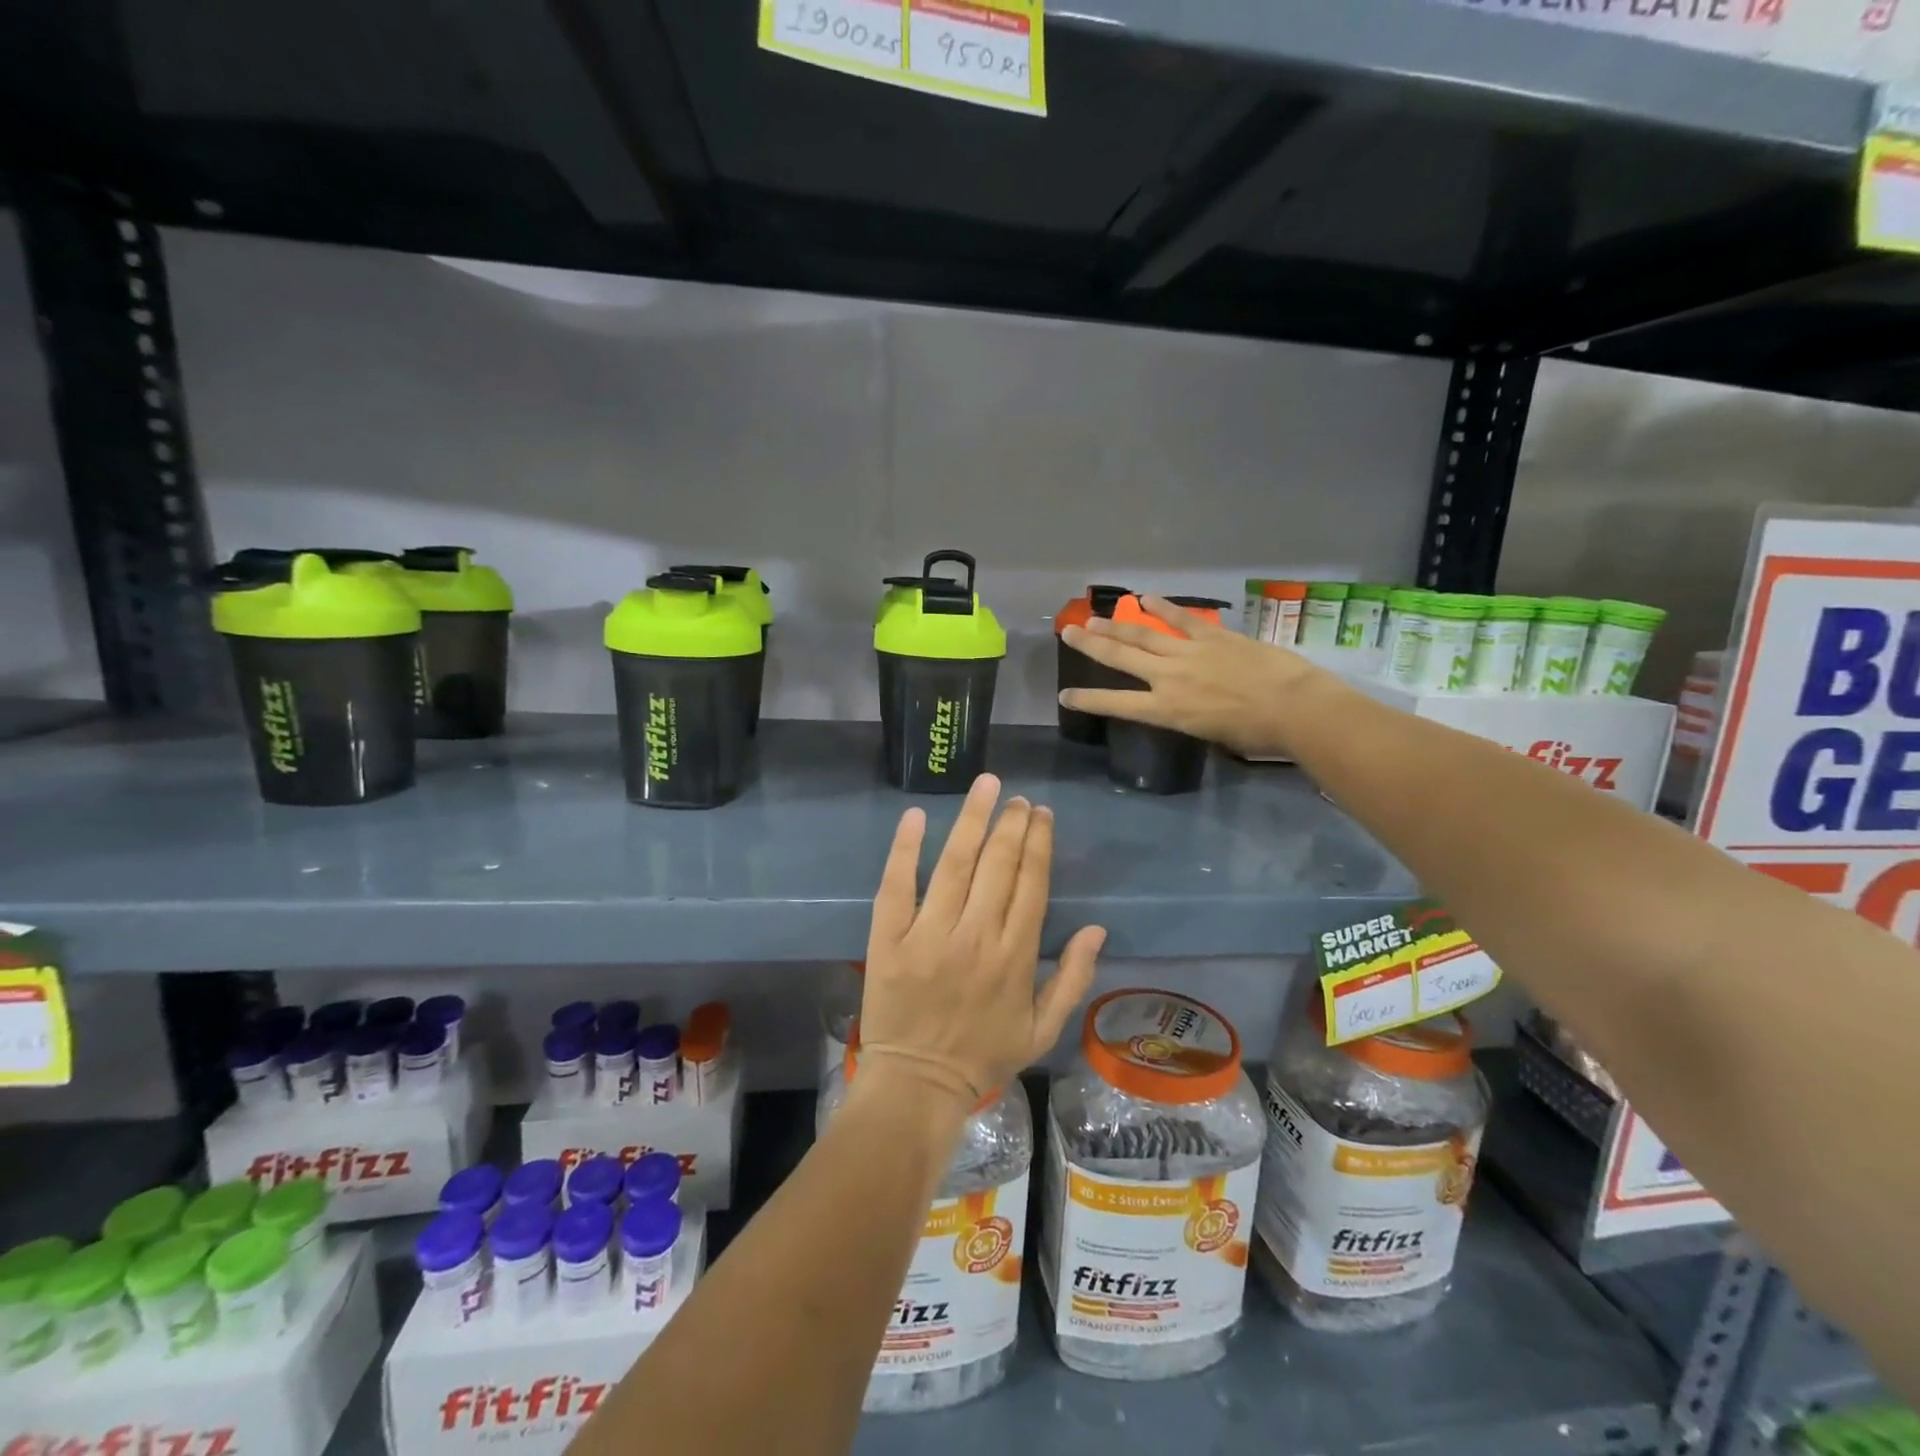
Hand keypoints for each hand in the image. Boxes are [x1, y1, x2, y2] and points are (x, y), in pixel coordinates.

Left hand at [857, 774, 1106, 1113]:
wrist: (918, 1085)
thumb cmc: (984, 1056)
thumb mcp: (1043, 1029)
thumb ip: (1074, 978)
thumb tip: (1098, 928)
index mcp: (1015, 955)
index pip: (1031, 883)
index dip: (1039, 843)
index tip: (1041, 814)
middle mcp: (976, 936)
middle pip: (998, 865)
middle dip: (1011, 824)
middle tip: (1016, 798)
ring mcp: (929, 935)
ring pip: (954, 864)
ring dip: (972, 820)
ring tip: (985, 786)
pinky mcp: (889, 939)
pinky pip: (896, 885)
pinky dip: (904, 849)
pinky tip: (916, 815)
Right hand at [1059, 594, 1330, 757]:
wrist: (1292, 707)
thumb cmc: (1254, 733)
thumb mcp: (1209, 734)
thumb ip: (1188, 716)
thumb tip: (1186, 704)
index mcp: (1166, 710)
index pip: (1116, 704)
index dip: (1088, 700)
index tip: (1065, 695)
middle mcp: (1168, 678)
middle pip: (1120, 658)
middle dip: (1091, 646)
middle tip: (1068, 633)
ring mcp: (1188, 652)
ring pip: (1143, 636)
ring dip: (1115, 626)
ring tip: (1093, 618)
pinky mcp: (1211, 636)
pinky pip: (1181, 619)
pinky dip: (1162, 607)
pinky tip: (1144, 597)